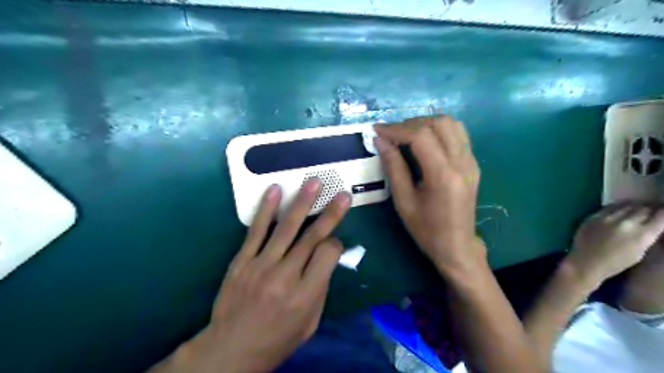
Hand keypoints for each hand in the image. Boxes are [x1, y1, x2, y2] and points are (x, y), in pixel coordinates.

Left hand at [148, 178, 348, 372]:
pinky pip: (256, 231)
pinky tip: (275, 190)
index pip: (328, 254)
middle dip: (330, 213)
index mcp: (305, 294)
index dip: (336, 244)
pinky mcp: (242, 261)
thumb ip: (321, 288)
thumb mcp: (310, 323)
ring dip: (302, 202)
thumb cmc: (277, 339)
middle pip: (312, 237)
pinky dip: (266, 209)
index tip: (335, 242)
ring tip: (313, 182)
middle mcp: (285, 276)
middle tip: (342, 195)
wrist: (231, 350)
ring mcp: (261, 265)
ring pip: (286, 228)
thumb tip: (328, 259)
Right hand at [373, 114, 483, 273]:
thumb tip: (380, 141)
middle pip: (439, 123)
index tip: (377, 130)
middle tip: (391, 134)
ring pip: (452, 124)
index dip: (396, 129)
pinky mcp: (473, 164)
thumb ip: (393, 167)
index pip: (421, 136)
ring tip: (406, 134)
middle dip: (411, 123)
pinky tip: (424, 141)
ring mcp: (471, 162)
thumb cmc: (426, 229)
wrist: (457, 246)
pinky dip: (438, 130)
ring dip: (426, 123)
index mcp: (443, 175)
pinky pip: (458, 135)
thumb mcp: (403, 201)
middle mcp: (462, 163)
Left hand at [565, 204, 663, 288]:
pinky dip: (618, 206)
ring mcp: (607, 218)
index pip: (661, 216)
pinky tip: (621, 209)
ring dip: (634, 206)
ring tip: (637, 209)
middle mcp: (625, 223)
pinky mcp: (593, 216)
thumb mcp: (640, 252)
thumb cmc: (615, 263)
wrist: (586, 262)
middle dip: (650, 209)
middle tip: (651, 211)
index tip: (663, 213)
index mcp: (641, 234)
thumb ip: (648, 236)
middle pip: (644, 208)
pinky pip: (610, 207)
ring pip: (627, 205)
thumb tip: (654, 224)